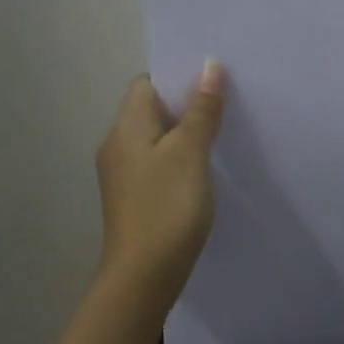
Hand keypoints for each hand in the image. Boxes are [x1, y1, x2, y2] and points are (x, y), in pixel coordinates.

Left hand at [95, 62, 225, 304]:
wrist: (143, 276)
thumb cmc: (166, 206)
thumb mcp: (190, 152)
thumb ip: (201, 109)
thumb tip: (209, 67)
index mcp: (126, 126)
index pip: (147, 83)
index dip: (177, 77)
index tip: (211, 80)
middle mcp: (118, 144)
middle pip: (152, 109)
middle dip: (186, 103)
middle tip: (225, 102)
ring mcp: (124, 174)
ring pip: (157, 138)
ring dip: (186, 132)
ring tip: (221, 131)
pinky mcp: (134, 198)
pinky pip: (158, 163)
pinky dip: (180, 158)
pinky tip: (204, 169)